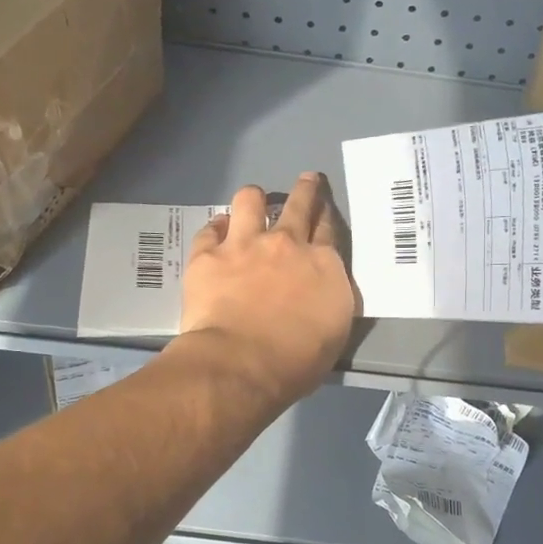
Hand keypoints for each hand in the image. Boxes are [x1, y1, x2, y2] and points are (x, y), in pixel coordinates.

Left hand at [175, 174, 355, 408]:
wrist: (242, 363)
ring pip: (250, 201)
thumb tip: (323, 288)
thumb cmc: (297, 359)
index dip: (326, 215)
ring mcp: (244, 245)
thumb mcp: (335, 330)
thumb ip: (330, 298)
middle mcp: (286, 244)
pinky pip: (210, 229)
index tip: (324, 209)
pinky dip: (215, 228)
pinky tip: (216, 230)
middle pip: (299, 205)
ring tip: (253, 200)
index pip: (328, 229)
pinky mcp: (207, 256)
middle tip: (307, 180)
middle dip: (305, 189)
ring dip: (254, 198)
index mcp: (322, 264)